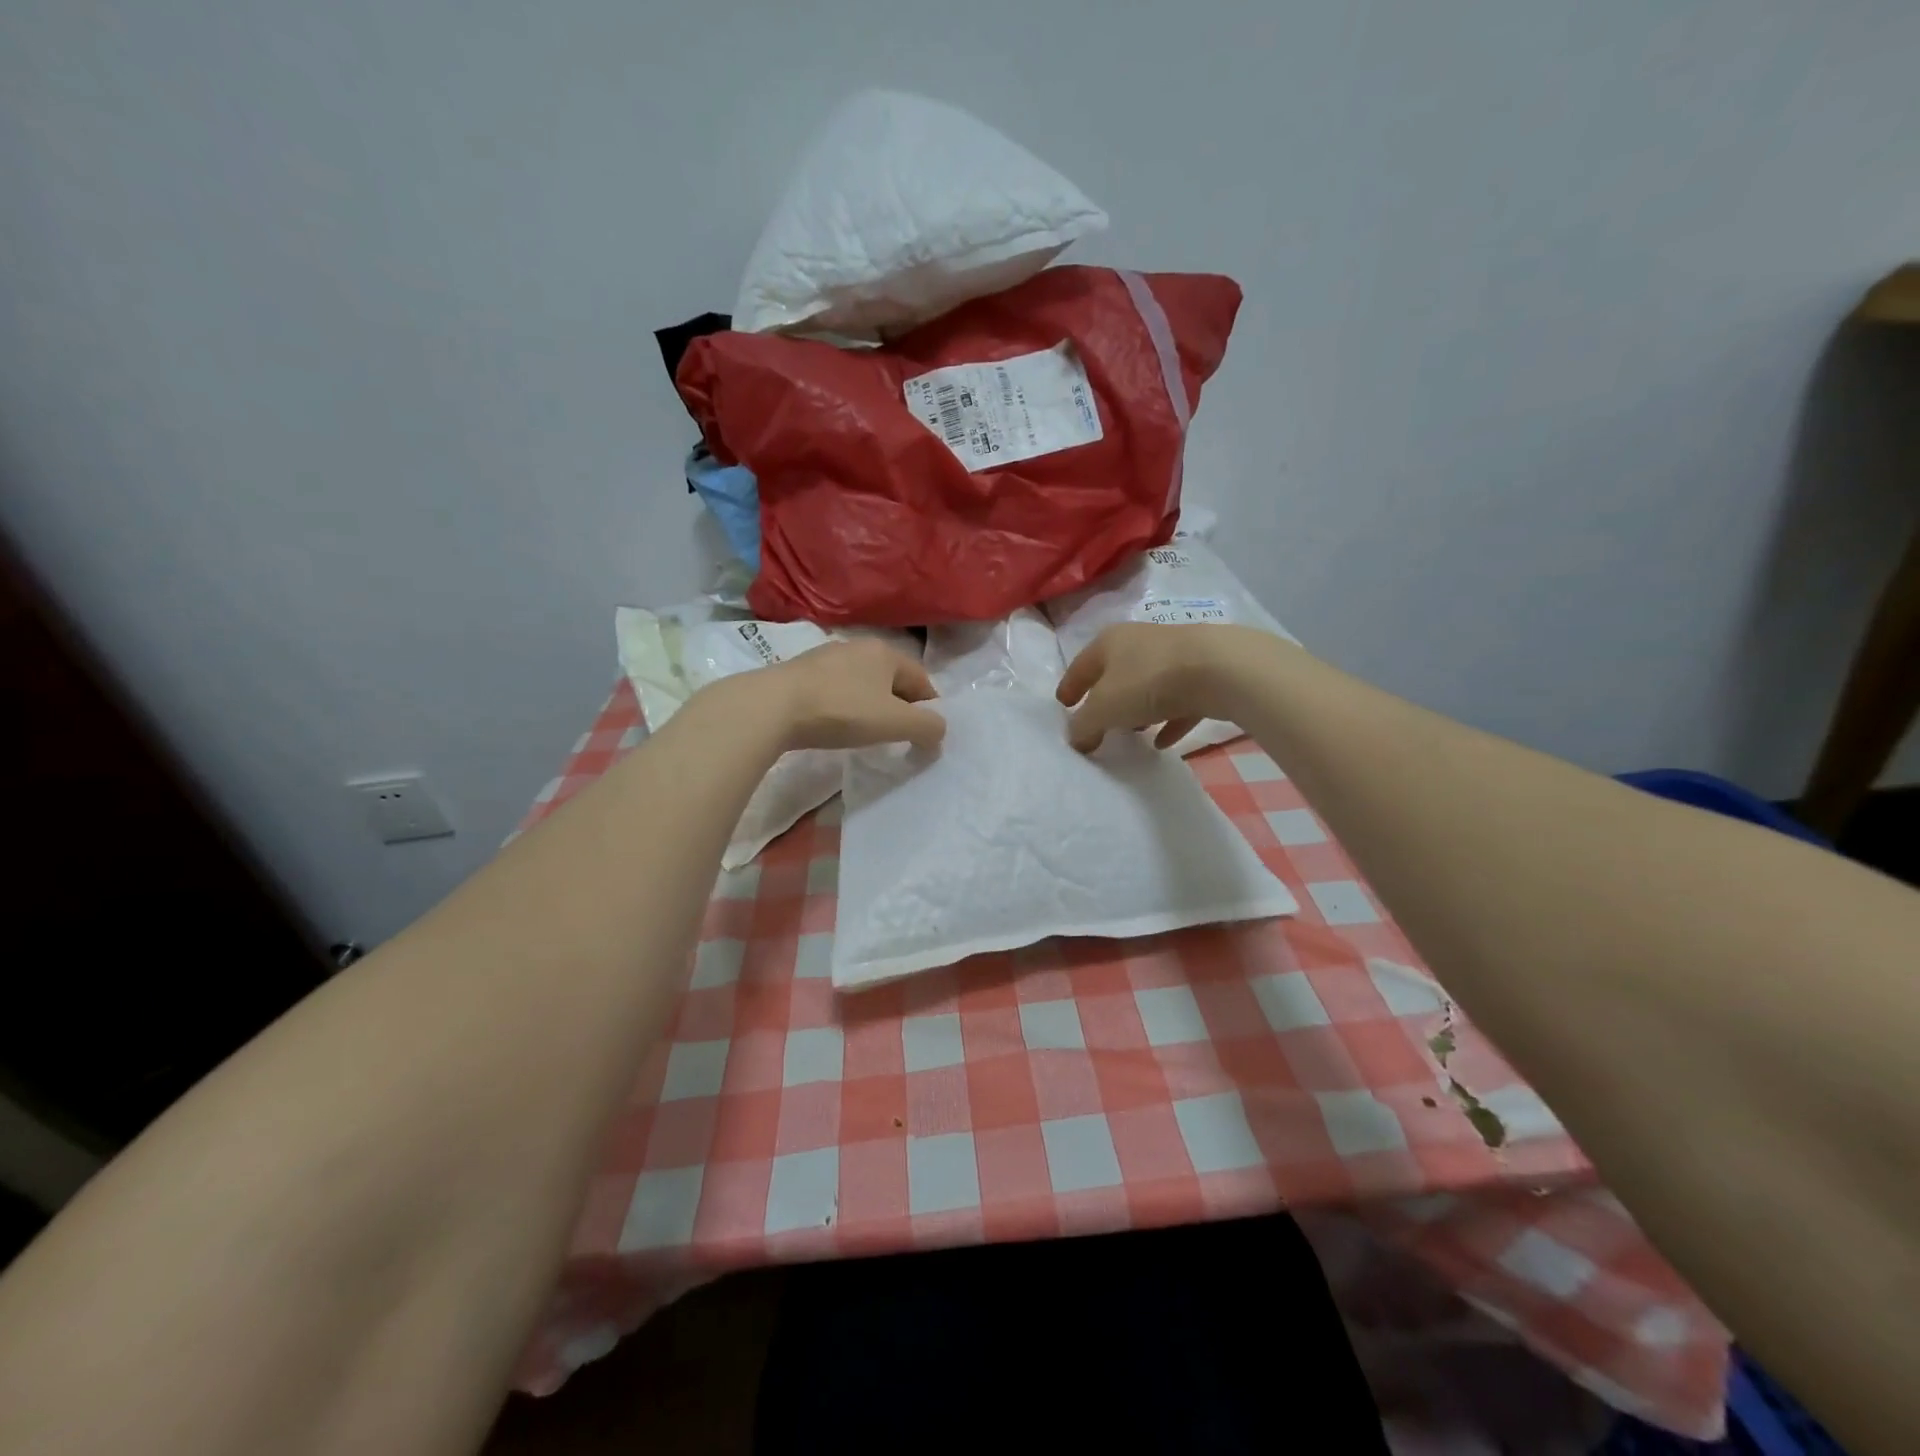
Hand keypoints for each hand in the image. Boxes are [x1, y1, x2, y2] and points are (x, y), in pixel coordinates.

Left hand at [755, 637, 946, 751]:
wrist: (772, 707)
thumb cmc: (842, 710)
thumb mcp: (894, 723)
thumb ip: (927, 727)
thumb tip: (939, 731)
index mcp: (886, 652)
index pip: (922, 680)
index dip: (929, 709)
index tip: (925, 736)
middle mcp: (858, 646)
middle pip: (892, 680)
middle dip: (899, 707)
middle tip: (898, 736)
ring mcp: (826, 657)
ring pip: (862, 684)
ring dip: (870, 706)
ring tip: (866, 733)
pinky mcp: (801, 673)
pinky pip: (836, 690)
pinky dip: (844, 706)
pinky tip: (834, 725)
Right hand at [1056, 623, 1280, 752]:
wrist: (1221, 669)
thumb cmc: (1149, 682)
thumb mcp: (1105, 709)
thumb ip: (1084, 726)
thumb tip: (1075, 738)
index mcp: (1109, 642)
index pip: (1080, 666)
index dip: (1069, 688)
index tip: (1063, 707)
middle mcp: (1140, 642)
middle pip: (1115, 673)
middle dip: (1105, 699)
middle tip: (1096, 724)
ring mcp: (1175, 655)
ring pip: (1148, 685)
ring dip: (1138, 709)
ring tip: (1131, 734)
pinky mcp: (1204, 673)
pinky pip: (1179, 702)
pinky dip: (1169, 719)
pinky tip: (1164, 742)